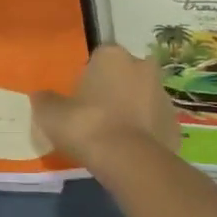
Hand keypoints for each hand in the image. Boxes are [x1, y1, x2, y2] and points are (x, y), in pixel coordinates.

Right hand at [33, 45, 179, 165]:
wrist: (129, 161)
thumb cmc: (86, 125)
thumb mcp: (50, 113)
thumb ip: (45, 100)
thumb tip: (41, 96)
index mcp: (112, 55)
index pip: (98, 57)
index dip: (88, 76)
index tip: (79, 96)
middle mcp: (142, 66)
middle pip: (124, 74)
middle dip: (114, 89)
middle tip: (95, 114)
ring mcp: (163, 94)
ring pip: (141, 97)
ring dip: (130, 109)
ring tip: (112, 136)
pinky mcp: (175, 123)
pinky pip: (154, 122)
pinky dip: (144, 132)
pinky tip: (128, 150)